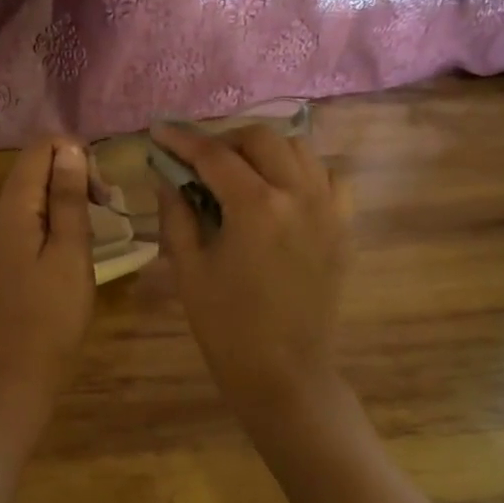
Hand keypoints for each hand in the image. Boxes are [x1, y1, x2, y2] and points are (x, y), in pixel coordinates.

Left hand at [0, 136, 95, 394]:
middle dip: (74, 170)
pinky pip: (34, 210)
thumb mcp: (71, 248)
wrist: (29, 361)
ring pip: (36, 187)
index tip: (101, 186)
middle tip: (105, 202)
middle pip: (36, 164)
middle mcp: (1, 210)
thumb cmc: (57, 308)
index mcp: (14, 206)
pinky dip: (58, 210)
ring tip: (98, 216)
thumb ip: (68, 196)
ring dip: (69, 191)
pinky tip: (78, 234)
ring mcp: (3, 230)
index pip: (40, 147)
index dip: (75, 152)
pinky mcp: (10, 247)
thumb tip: (70, 148)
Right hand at [151, 121, 350, 410]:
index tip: (160, 130)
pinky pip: (329, 178)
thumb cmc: (227, 326)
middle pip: (262, 138)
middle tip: (200, 160)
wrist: (284, 372)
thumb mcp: (189, 268)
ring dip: (265, 150)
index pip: (215, 155)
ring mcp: (329, 209)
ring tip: (240, 171)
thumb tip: (165, 175)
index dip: (182, 140)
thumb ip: (176, 213)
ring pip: (300, 150)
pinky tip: (282, 191)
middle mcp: (300, 195)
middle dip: (225, 140)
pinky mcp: (344, 227)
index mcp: (257, 207)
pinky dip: (303, 172)